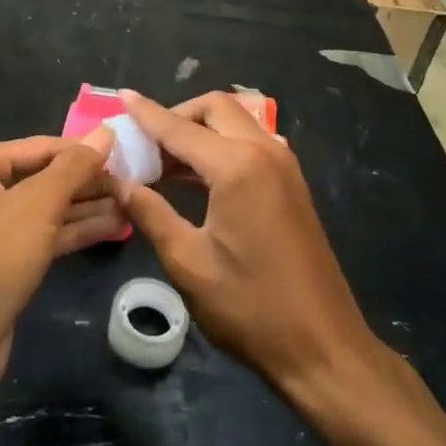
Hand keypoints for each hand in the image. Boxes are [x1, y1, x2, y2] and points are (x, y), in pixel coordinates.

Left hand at [0, 129, 117, 401]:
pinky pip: (44, 235)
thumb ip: (74, 168)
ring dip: (88, 207)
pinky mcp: (3, 262)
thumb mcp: (36, 207)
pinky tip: (115, 228)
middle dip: (89, 182)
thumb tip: (106, 131)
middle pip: (45, 176)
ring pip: (47, 208)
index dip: (86, 151)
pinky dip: (75, 231)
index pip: (43, 146)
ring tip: (135, 205)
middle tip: (137, 183)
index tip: (131, 155)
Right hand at [110, 91, 379, 404]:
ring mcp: (284, 166)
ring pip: (235, 123)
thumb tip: (120, 183)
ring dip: (200, 130)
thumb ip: (151, 214)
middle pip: (215, 108)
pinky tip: (195, 178)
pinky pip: (250, 144)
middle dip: (177, 115)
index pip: (180, 128)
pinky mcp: (292, 184)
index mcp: (237, 166)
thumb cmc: (251, 308)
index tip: (122, 97)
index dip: (147, 113)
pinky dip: (220, 147)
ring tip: (162, 161)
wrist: (324, 348)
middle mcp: (264, 152)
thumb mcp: (188, 263)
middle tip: (145, 144)